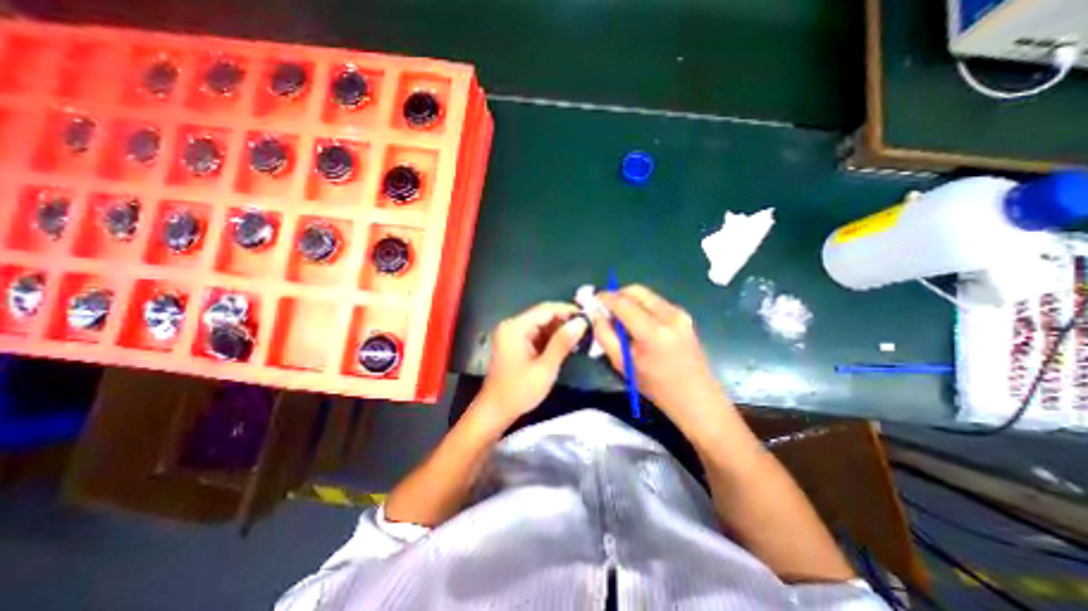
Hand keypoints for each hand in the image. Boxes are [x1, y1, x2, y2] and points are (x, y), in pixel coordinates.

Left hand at [479, 301, 590, 424]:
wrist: (495, 411)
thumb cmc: (519, 391)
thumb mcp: (545, 368)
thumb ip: (563, 342)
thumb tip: (581, 322)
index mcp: (515, 327)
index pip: (546, 309)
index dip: (568, 310)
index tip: (589, 317)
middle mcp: (512, 325)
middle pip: (543, 315)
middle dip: (565, 321)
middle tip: (587, 329)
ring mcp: (512, 334)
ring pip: (541, 324)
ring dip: (559, 330)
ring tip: (580, 337)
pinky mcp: (515, 343)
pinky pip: (536, 334)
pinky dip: (551, 338)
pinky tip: (565, 345)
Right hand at [593, 286, 723, 429]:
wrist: (696, 397)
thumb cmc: (656, 386)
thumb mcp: (622, 363)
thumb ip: (605, 335)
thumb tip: (595, 313)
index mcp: (653, 331)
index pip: (623, 303)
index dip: (604, 298)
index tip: (592, 300)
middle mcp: (669, 315)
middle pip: (636, 290)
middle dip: (616, 295)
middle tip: (605, 309)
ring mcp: (680, 313)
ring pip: (646, 294)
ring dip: (629, 300)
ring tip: (620, 318)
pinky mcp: (684, 315)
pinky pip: (655, 302)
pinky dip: (641, 306)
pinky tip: (637, 323)